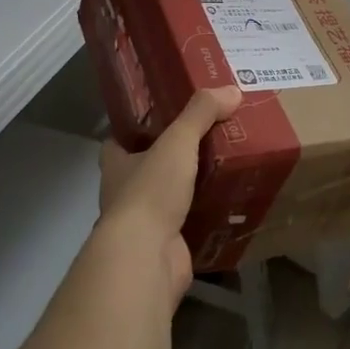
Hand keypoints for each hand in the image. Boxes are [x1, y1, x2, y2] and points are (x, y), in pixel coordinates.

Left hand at [98, 87, 240, 307]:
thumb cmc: (150, 192)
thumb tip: (232, 90)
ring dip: (191, 187)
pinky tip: (230, 203)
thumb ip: (202, 113)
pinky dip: (206, 216)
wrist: (146, 259)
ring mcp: (144, 225)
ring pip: (169, 198)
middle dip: (171, 158)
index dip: (136, 129)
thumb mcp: (178, 141)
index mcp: (117, 165)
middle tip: (208, 136)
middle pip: (146, 169)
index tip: (164, 115)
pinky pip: (189, 225)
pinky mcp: (166, 249)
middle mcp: (125, 194)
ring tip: (225, 165)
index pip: (119, 141)